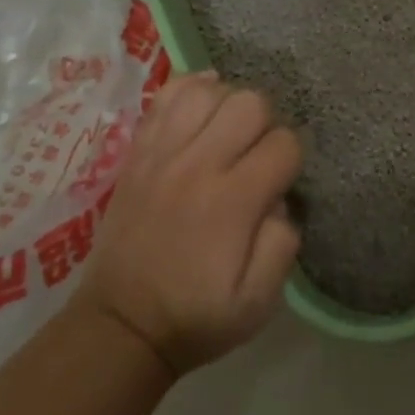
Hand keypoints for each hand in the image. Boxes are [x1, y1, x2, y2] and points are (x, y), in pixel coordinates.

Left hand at [80, 72, 301, 375]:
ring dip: (230, 103)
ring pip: (210, 90)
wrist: (121, 325)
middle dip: (268, 123)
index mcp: (233, 202)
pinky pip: (167, 95)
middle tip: (258, 154)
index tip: (282, 181)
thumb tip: (282, 198)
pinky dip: (192, 89)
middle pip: (250, 103)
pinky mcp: (138, 151)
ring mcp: (163, 153)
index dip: (292, 159)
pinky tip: (204, 105)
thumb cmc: (197, 315)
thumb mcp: (259, 301)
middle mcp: (198, 165)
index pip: (284, 144)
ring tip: (229, 131)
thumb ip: (284, 243)